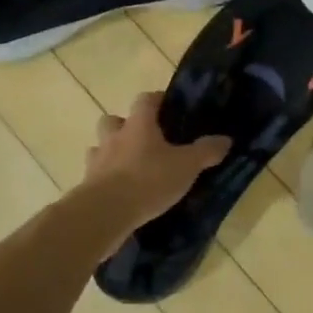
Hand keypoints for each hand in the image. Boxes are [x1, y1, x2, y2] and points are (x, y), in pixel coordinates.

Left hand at [82, 92, 232, 225]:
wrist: (105, 213)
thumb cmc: (148, 180)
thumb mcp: (186, 166)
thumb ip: (206, 151)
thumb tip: (226, 139)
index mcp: (139, 124)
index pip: (145, 100)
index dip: (156, 100)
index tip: (168, 107)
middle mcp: (114, 137)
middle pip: (113, 120)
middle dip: (125, 126)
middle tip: (144, 140)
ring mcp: (97, 160)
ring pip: (100, 147)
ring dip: (112, 152)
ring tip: (130, 167)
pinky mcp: (86, 185)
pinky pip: (95, 175)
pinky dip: (106, 179)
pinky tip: (119, 191)